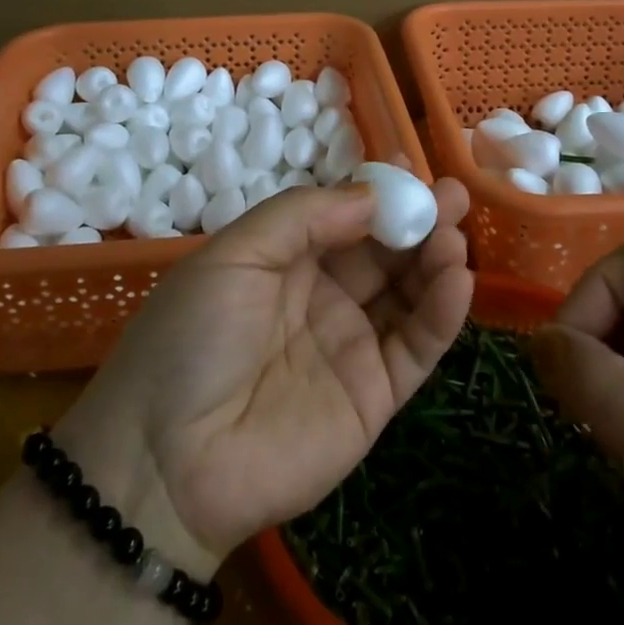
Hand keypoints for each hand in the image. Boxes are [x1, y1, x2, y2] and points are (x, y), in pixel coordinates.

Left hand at [53, 180, 473, 576]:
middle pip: (384, 250)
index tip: (411, 164)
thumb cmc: (192, 336)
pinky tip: (457, 276)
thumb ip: (302, 217)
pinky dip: (443, 311)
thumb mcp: (235, 254)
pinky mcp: (375, 394)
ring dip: (436, 257)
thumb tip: (372, 195)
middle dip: (419, 218)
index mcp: (286, 259)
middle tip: (454, 193)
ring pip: (408, 292)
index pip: (345, 215)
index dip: (378, 191)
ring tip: (454, 231)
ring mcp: (352, 344)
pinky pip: (416, 345)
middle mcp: (324, 295)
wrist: (166, 460)